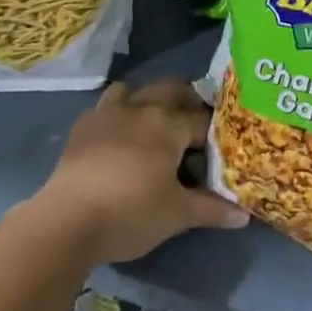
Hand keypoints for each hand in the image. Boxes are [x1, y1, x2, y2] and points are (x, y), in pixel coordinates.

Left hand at [28, 79, 247, 265]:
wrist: (67, 220)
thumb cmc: (130, 213)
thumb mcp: (177, 214)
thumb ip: (211, 209)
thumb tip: (244, 215)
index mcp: (168, 124)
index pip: (202, 120)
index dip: (214, 133)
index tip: (220, 148)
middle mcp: (140, 108)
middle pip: (171, 90)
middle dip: (186, 102)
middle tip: (194, 127)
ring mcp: (108, 113)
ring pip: (134, 90)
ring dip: (148, 100)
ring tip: (154, 124)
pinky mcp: (83, 126)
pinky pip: (106, 107)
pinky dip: (118, 114)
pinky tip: (118, 138)